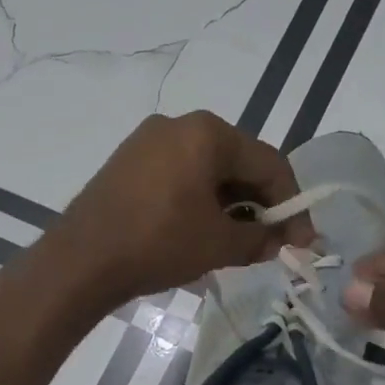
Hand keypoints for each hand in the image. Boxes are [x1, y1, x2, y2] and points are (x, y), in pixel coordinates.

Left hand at [39, 112, 310, 310]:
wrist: (81, 260)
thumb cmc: (158, 243)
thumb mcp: (219, 244)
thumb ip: (261, 238)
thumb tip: (282, 240)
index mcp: (207, 133)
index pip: (268, 163)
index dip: (291, 204)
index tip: (303, 240)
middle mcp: (177, 125)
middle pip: (236, 162)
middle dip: (258, 204)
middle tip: (270, 242)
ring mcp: (146, 141)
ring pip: (205, 170)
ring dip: (228, 204)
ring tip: (236, 242)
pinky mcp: (126, 162)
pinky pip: (177, 175)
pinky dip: (197, 200)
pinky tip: (199, 231)